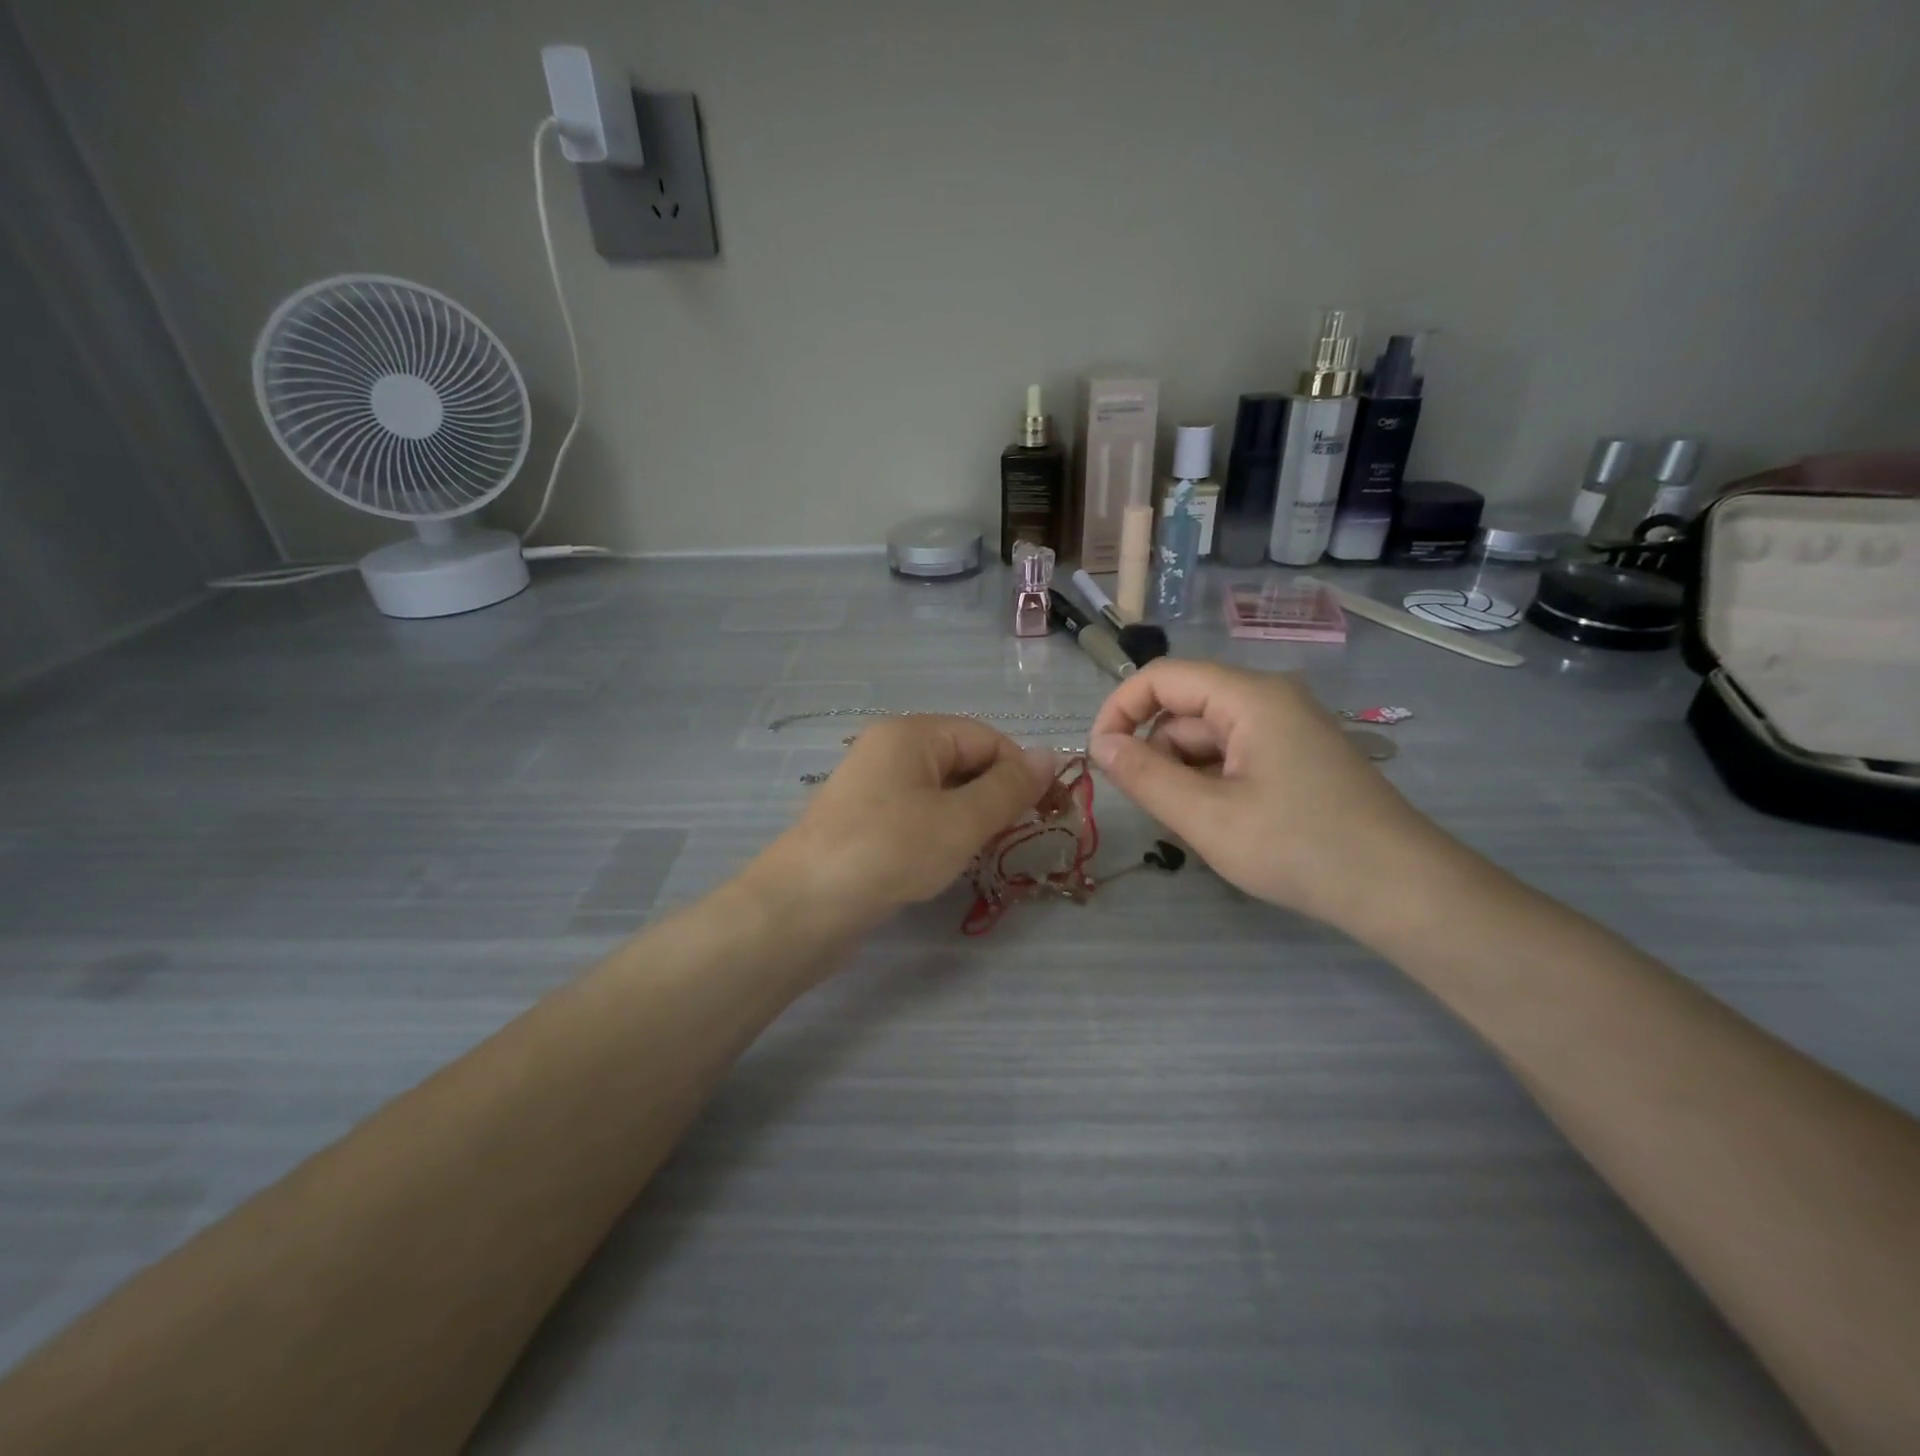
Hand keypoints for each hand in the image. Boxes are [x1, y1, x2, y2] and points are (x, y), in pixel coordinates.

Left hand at [755, 716, 1055, 929]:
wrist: (805, 905)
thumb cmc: (891, 851)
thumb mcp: (962, 820)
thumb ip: (1009, 788)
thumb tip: (1050, 754)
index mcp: (912, 733)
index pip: (986, 737)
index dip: (1021, 771)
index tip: (1047, 812)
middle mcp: (889, 748)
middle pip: (962, 759)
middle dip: (995, 794)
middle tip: (1017, 835)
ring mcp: (872, 785)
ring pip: (941, 789)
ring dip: (970, 815)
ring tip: (983, 850)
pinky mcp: (863, 819)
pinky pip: (917, 811)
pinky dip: (941, 829)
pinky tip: (946, 859)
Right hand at [1089, 661, 1445, 932]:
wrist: (1401, 890)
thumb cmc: (1299, 847)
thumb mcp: (1207, 817)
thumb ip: (1145, 777)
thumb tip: (1101, 745)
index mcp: (1249, 697)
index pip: (1161, 677)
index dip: (1119, 710)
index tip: (1100, 758)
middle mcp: (1269, 700)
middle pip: (1185, 710)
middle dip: (1158, 754)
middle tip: (1159, 811)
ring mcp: (1287, 728)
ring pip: (1208, 738)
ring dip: (1186, 775)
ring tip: (1200, 827)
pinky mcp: (1298, 757)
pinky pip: (1235, 756)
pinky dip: (1214, 784)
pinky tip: (1226, 825)